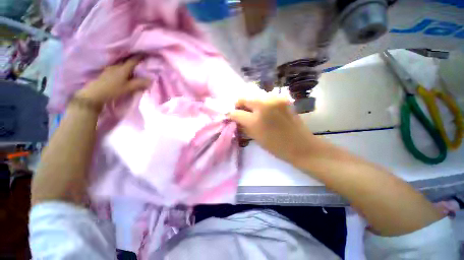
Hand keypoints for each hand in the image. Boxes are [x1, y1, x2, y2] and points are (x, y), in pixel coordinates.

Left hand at [76, 56, 150, 104]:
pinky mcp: (106, 72)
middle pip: (126, 61)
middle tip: (140, 62)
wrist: (95, 93)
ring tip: (133, 68)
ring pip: (121, 65)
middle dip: (133, 61)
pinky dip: (122, 69)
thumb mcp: (128, 88)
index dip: (139, 57)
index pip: (133, 60)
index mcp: (123, 69)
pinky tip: (123, 72)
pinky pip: (117, 68)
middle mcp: (116, 66)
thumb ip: (139, 83)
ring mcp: (110, 68)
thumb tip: (151, 80)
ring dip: (127, 65)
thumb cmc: (113, 90)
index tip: (145, 54)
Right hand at [229, 95, 316, 163]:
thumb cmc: (276, 146)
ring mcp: (274, 99)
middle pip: (243, 98)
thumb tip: (236, 118)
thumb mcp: (255, 137)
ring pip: (254, 96)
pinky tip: (264, 110)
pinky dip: (261, 102)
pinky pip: (265, 97)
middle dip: (239, 105)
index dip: (231, 114)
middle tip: (241, 112)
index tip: (231, 117)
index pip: (235, 112)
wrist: (301, 145)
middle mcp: (263, 105)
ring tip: (253, 112)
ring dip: (250, 103)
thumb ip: (243, 126)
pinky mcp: (282, 98)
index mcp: (255, 120)